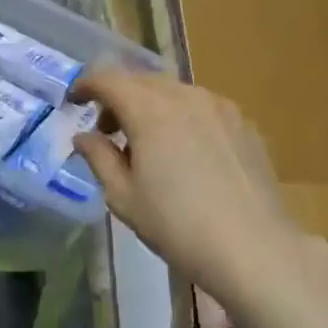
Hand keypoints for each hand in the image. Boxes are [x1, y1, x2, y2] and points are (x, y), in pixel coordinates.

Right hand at [73, 70, 303, 306]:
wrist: (252, 248)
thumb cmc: (177, 225)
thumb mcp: (123, 197)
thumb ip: (99, 158)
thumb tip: (84, 137)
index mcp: (150, 110)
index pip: (108, 79)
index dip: (86, 85)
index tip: (74, 102)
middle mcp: (186, 96)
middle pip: (142, 81)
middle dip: (118, 97)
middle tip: (107, 131)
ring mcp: (220, 107)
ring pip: (174, 92)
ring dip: (151, 107)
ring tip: (147, 145)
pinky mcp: (244, 124)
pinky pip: (202, 108)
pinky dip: (182, 118)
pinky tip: (186, 154)